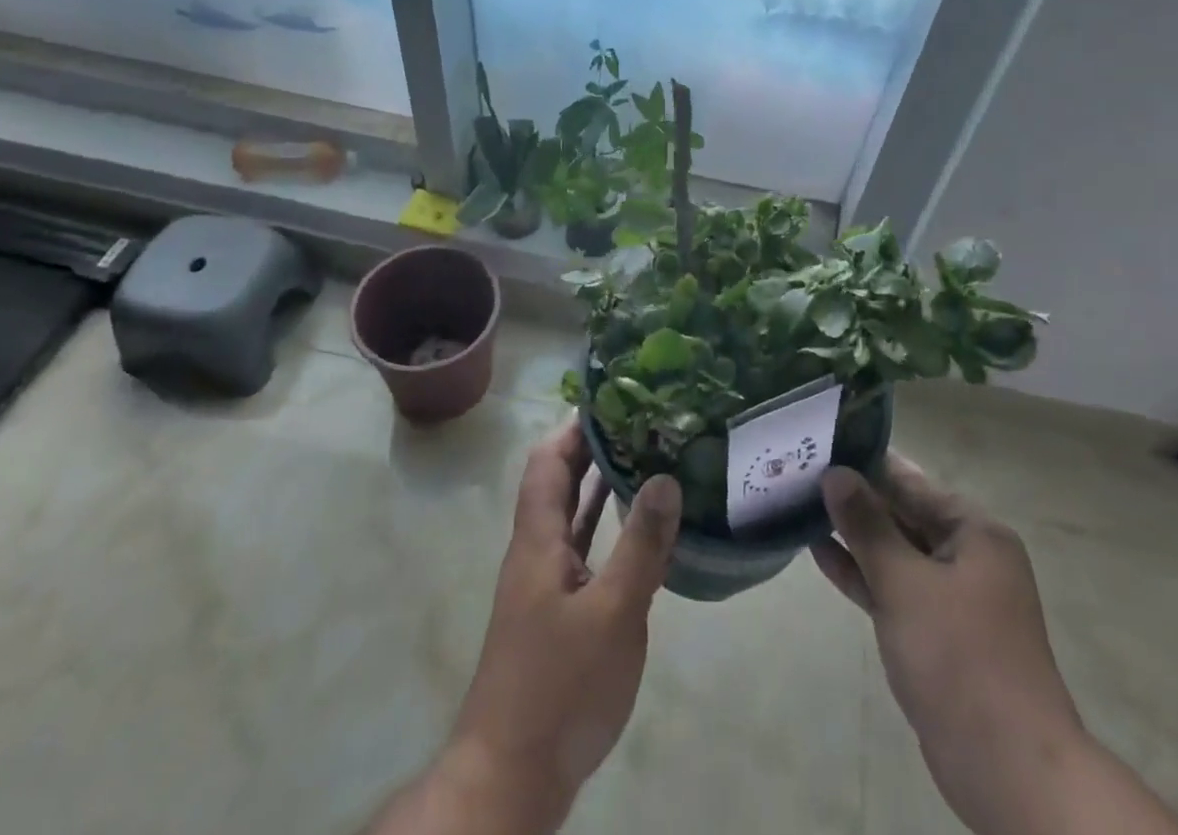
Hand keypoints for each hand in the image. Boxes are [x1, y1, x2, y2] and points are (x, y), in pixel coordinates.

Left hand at [367, 420, 680, 834]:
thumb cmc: (559, 687)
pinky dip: (609, 529)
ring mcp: (547, 584)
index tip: (617, 399)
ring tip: (649, 457)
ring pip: (574, 517)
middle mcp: (537, 551)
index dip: (576, 426)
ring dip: (604, 486)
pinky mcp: (559, 614)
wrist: (511, 778)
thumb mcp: (613, 613)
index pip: (549, 461)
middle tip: (646, 422)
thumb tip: (666, 475)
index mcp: (538, 539)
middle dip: (596, 448)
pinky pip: (585, 551)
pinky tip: (642, 529)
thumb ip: (641, 544)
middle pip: (561, 483)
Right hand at [816, 456, 1177, 834]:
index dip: (867, 463)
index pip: (912, 481)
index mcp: (975, 532)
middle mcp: (968, 556)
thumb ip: (867, 525)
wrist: (1008, 769)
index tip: (822, 443)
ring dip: (854, 536)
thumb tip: (835, 473)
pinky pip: (894, 589)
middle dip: (855, 499)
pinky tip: (820, 554)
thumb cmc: (959, 657)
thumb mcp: (905, 582)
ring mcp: (952, 598)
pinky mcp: (936, 635)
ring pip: (895, 553)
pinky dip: (862, 574)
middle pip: (903, 514)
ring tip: (801, 507)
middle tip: (801, 472)